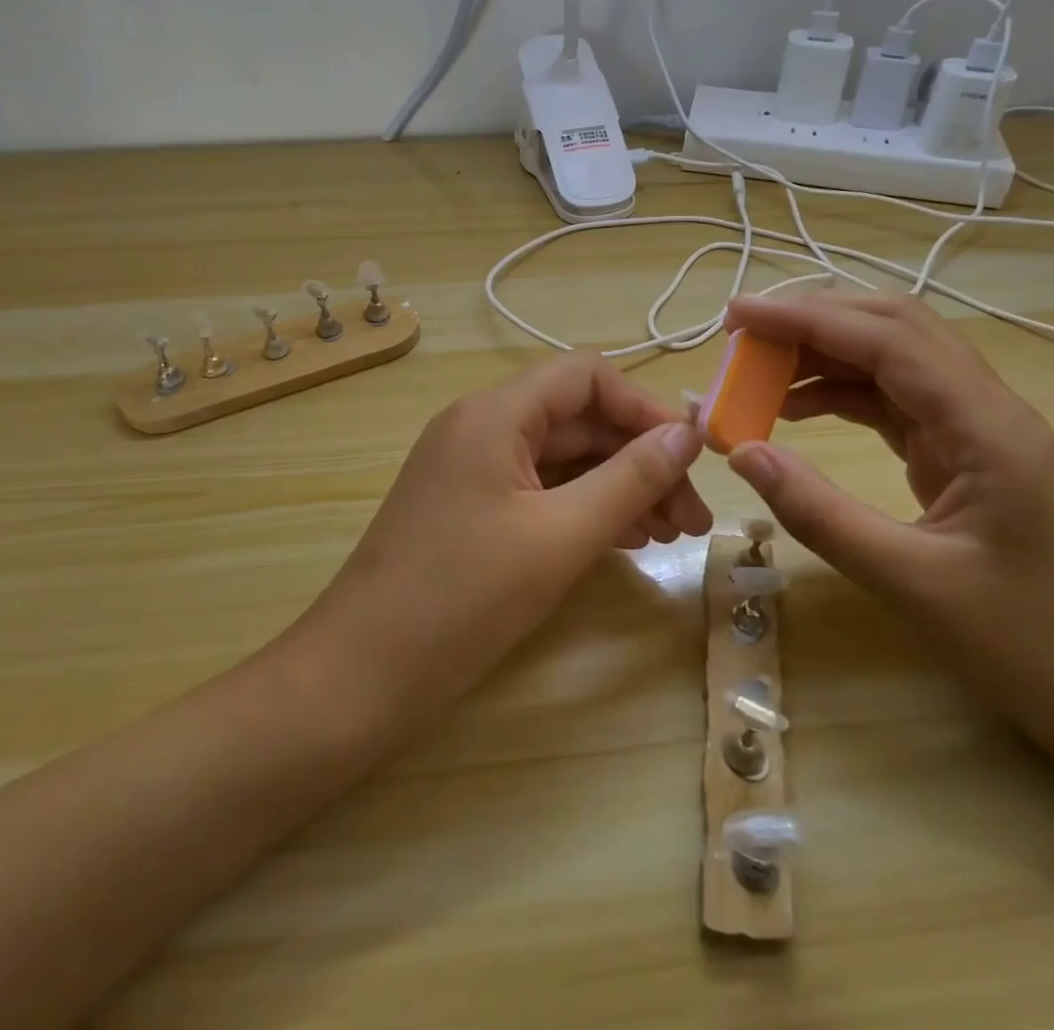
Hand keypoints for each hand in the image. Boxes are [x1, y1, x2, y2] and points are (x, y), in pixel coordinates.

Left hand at [295, 353, 711, 719]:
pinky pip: (541, 489)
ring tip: (672, 535)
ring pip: (564, 458)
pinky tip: (625, 540)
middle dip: (642, 459)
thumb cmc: (463, 599)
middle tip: (693, 519)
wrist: (360, 677)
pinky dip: (585, 507)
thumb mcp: (560, 536)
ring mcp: (473, 467)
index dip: (645, 407)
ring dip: (620, 487)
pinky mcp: (471, 507)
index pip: (587, 376)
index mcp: (495, 412)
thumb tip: (688, 433)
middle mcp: (482, 425)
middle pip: (580, 419)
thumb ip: (630, 478)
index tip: (693, 456)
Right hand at [722, 292, 1053, 769]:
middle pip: (894, 329)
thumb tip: (744, 453)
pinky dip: (840, 393)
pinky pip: (894, 401)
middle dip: (814, 319)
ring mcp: (978, 429)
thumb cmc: (1035, 648)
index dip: (808, 318)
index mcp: (988, 428)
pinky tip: (797, 408)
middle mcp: (987, 409)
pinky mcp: (965, 454)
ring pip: (892, 360)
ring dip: (825, 353)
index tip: (739, 315)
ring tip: (758, 369)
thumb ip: (821, 514)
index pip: (888, 340)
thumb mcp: (913, 585)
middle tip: (742, 332)